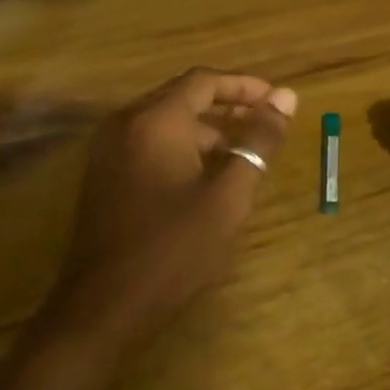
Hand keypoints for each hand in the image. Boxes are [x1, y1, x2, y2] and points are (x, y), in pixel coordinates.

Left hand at [40, 68, 296, 356]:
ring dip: (205, 131)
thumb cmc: (174, 249)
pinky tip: (206, 178)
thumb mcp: (228, 195)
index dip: (244, 86)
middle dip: (227, 107)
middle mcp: (125, 123)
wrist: (104, 308)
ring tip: (243, 156)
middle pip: (182, 97)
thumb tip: (286, 98)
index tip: (277, 101)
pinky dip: (181, 148)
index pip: (204, 81)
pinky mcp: (103, 176)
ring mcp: (108, 150)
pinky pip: (148, 144)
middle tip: (264, 126)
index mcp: (154, 120)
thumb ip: (258, 142)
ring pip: (165, 122)